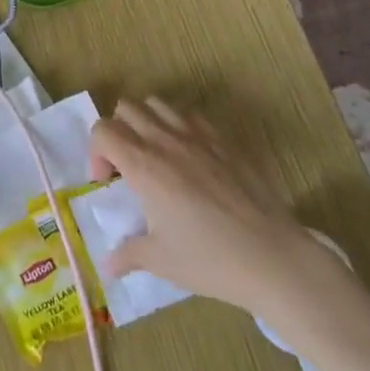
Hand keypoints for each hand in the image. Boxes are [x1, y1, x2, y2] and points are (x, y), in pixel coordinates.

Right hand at [91, 98, 360, 344]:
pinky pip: (191, 116)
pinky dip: (179, 127)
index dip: (96, 152)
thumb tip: (107, 266)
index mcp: (144, 165)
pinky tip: (190, 159)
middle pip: (126, 108)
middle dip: (117, 131)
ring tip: (155, 156)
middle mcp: (166, 141)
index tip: (107, 182)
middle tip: (127, 166)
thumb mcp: (161, 261)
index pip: (102, 131)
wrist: (273, 257)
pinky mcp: (225, 141)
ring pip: (158, 104)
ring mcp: (198, 136)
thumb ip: (128, 254)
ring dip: (147, 122)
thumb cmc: (210, 259)